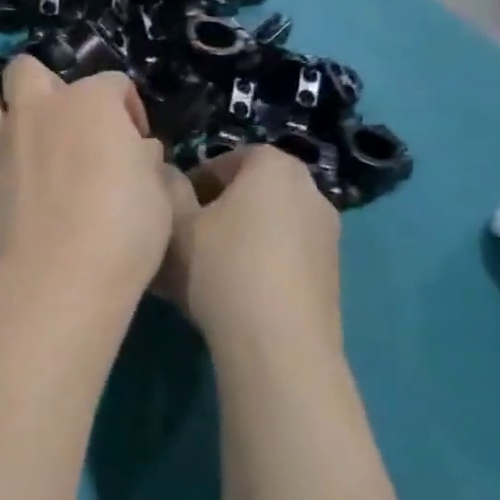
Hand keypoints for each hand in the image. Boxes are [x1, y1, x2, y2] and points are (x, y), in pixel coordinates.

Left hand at [0, 56, 177, 301]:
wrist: (60, 275)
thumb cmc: (124, 231)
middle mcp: (35, 109)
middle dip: (44, 87)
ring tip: (10, 137)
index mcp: (90, 103)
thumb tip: (135, 150)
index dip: (126, 110)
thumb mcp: (159, 191)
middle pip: (28, 70)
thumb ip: (142, 159)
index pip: (113, 84)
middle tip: (61, 126)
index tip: (134, 143)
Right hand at [158, 145, 341, 347]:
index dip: (194, 180)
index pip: (228, 158)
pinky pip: (285, 256)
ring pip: (269, 226)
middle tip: (186, 238)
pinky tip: (233, 294)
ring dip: (239, 238)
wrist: (278, 341)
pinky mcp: (331, 274)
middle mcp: (310, 191)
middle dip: (218, 209)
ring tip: (206, 270)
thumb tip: (168, 174)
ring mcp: (327, 234)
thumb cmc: (222, 266)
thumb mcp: (177, 224)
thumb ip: (169, 190)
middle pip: (253, 191)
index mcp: (274, 167)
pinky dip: (259, 264)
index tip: (173, 208)